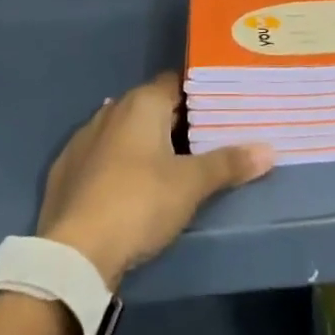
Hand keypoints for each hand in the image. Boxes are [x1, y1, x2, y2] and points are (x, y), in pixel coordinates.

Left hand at [37, 72, 273, 287]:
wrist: (73, 252)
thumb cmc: (138, 203)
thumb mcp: (190, 185)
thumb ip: (228, 164)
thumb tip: (269, 149)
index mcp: (142, 103)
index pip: (176, 83)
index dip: (198, 94)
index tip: (219, 108)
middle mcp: (111, 108)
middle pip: (151, 105)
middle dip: (174, 121)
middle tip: (202, 141)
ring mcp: (84, 136)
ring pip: (124, 129)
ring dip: (143, 141)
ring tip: (168, 164)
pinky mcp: (66, 167)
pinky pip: (100, 153)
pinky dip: (116, 162)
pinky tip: (127, 183)